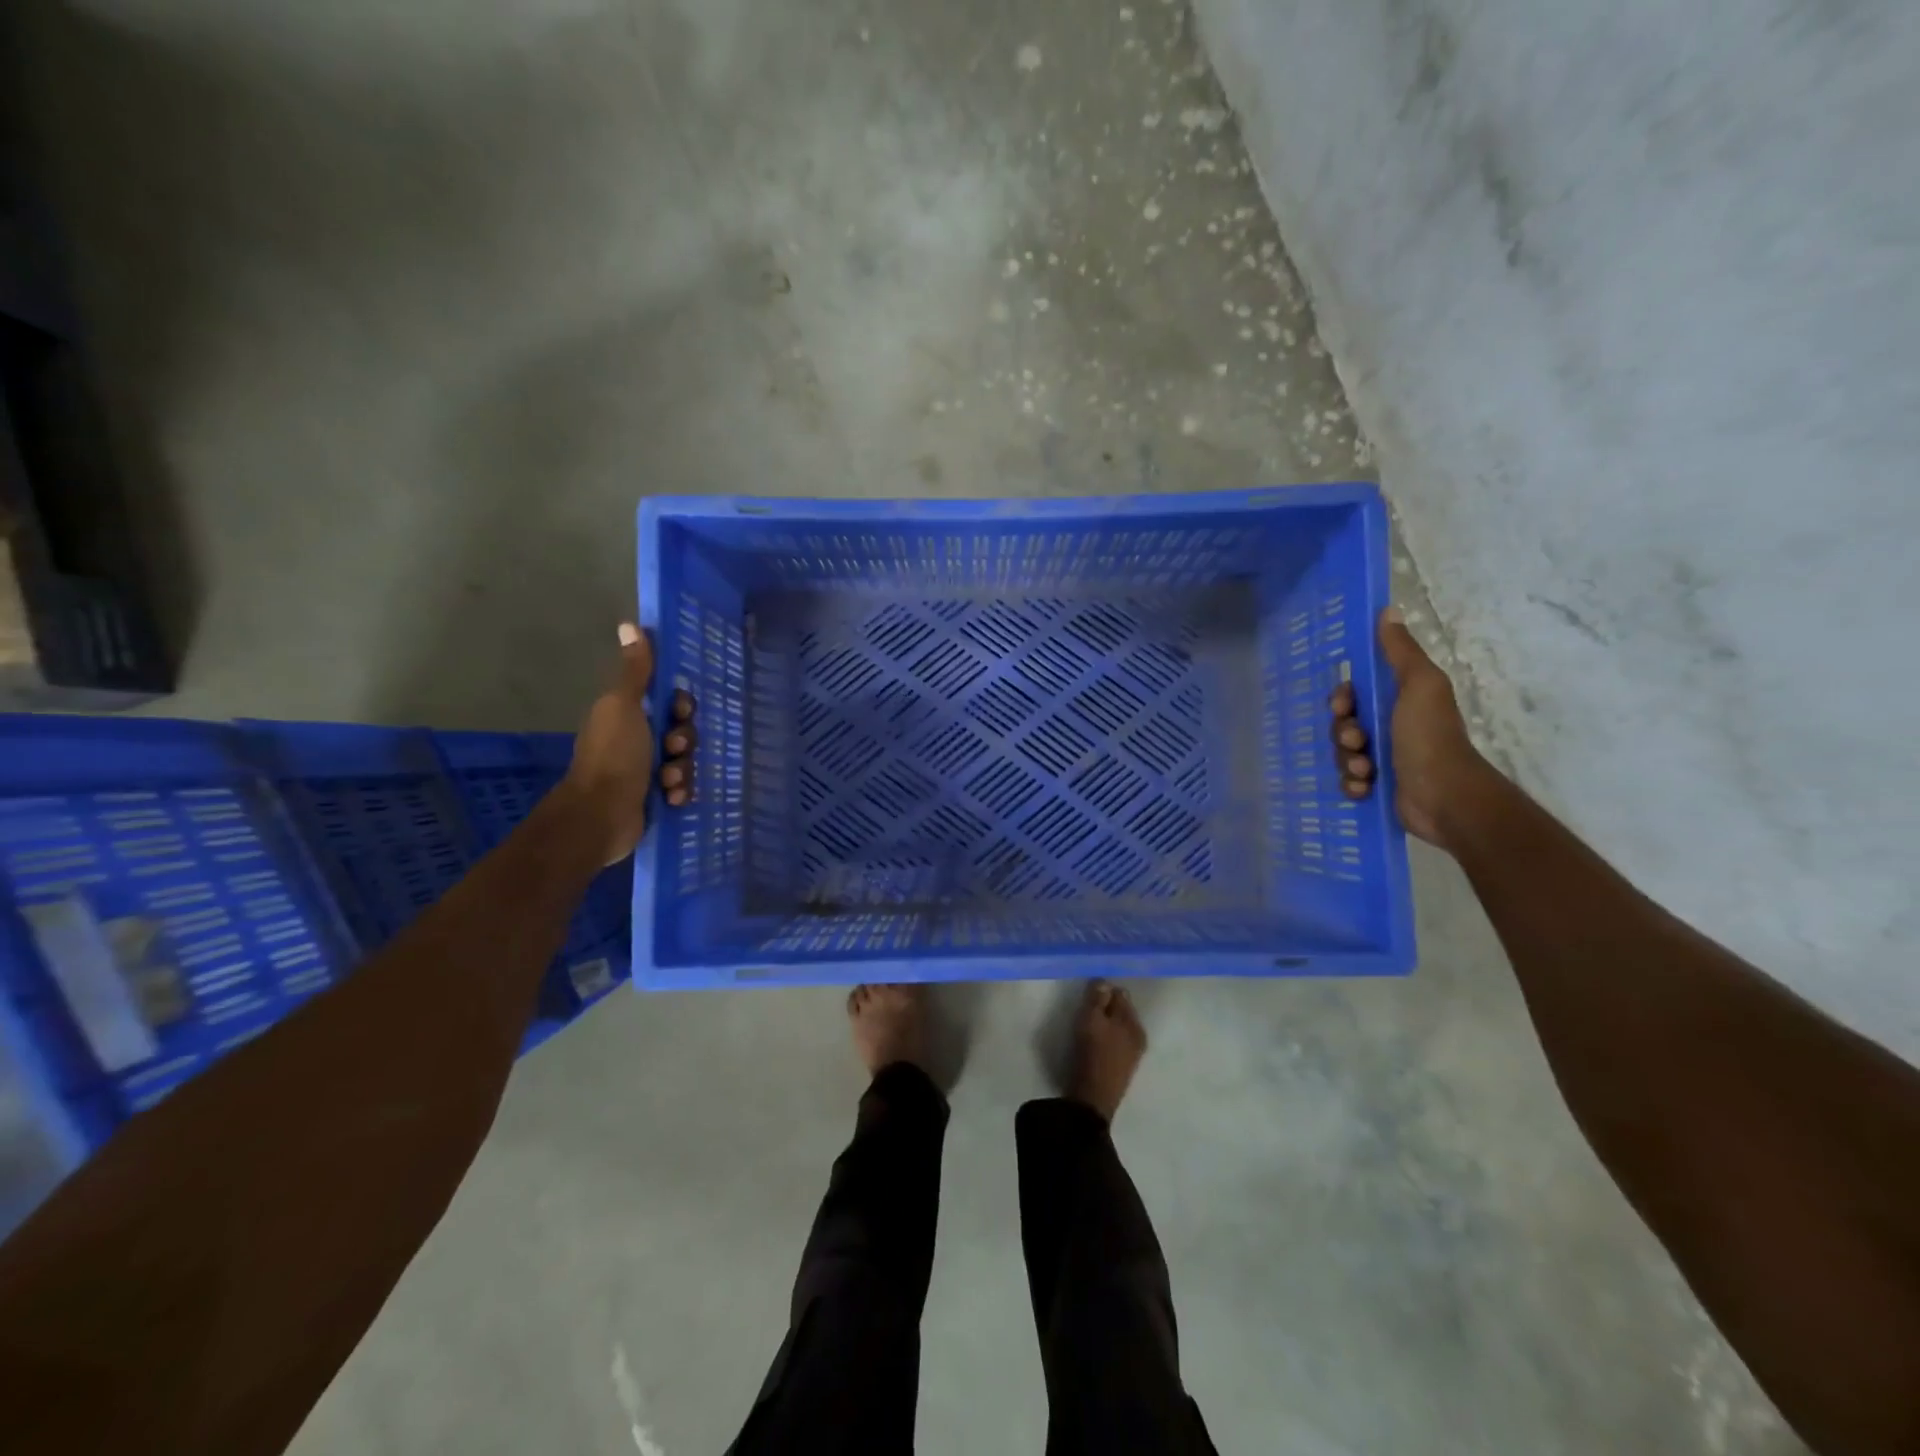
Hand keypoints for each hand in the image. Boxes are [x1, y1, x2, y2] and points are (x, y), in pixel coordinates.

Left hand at [564, 623, 699, 864]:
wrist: (601, 815)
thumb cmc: (613, 755)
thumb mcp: (623, 706)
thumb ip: (634, 671)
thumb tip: (630, 624)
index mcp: (629, 714)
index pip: (670, 702)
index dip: (682, 706)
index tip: (680, 713)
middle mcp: (638, 740)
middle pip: (683, 731)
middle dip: (684, 741)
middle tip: (673, 749)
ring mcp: (646, 771)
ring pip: (685, 761)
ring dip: (682, 770)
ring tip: (667, 782)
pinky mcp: (655, 798)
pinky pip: (682, 788)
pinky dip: (680, 792)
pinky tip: (671, 799)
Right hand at [1332, 607, 1496, 847]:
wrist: (1445, 798)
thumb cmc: (1430, 737)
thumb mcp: (1420, 686)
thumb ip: (1401, 652)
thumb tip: (1389, 611)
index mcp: (1399, 701)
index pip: (1354, 693)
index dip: (1342, 698)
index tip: (1343, 706)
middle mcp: (1390, 728)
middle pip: (1343, 724)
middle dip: (1343, 733)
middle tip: (1358, 741)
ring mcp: (1384, 760)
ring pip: (1342, 754)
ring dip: (1348, 761)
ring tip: (1366, 770)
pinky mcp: (1378, 789)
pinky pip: (1347, 781)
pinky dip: (1352, 785)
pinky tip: (1365, 788)